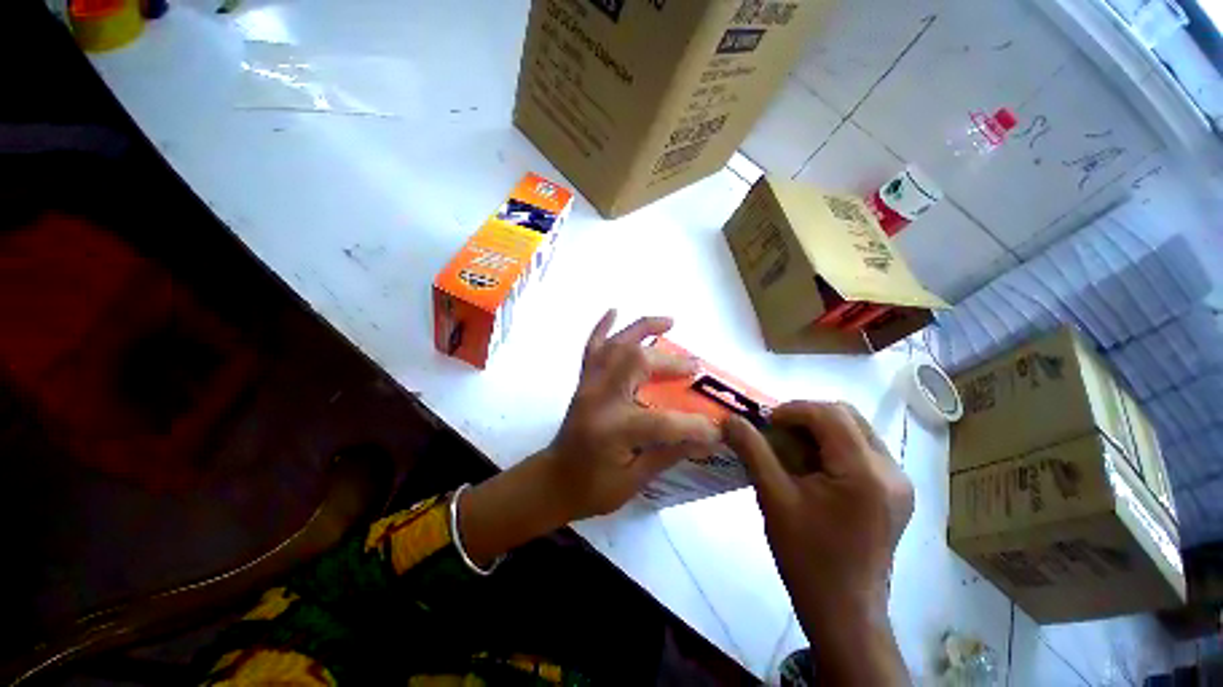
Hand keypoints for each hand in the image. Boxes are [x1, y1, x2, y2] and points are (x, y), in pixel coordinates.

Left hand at [460, 310, 719, 564]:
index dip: (694, 426)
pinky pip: (591, 348)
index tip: (717, 429)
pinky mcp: (583, 382)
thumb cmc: (592, 489)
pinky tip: (614, 311)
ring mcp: (589, 385)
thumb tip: (706, 439)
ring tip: (669, 321)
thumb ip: (669, 454)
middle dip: (669, 363)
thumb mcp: (634, 481)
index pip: (663, 421)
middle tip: (694, 367)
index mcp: (612, 430)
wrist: (552, 482)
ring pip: (616, 346)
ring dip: (642, 329)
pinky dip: (602, 327)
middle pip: (636, 364)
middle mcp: (599, 399)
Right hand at [724, 402, 912, 683]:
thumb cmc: (807, 556)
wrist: (845, 611)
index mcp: (864, 472)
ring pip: (856, 430)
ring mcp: (899, 482)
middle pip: (847, 416)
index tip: (765, 423)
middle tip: (777, 433)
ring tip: (792, 449)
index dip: (792, 410)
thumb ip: (752, 451)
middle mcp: (892, 471)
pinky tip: (812, 466)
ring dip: (820, 430)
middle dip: (806, 416)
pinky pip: (862, 450)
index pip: (829, 414)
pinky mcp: (895, 493)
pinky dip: (833, 446)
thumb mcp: (773, 498)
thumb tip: (731, 419)